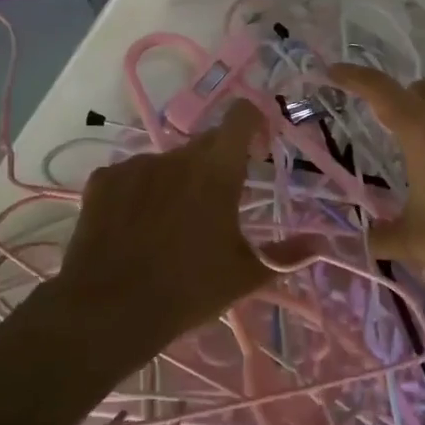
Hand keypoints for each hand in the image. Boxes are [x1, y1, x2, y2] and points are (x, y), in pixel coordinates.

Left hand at [51, 101, 275, 356]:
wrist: (109, 309)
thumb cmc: (188, 289)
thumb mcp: (245, 275)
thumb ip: (286, 254)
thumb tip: (321, 243)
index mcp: (217, 171)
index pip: (241, 116)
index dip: (254, 122)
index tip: (259, 146)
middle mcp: (177, 157)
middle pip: (205, 143)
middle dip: (217, 163)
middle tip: (218, 204)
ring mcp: (135, 165)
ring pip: (167, 162)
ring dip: (177, 180)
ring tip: (171, 223)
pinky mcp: (103, 181)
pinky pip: (131, 175)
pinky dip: (140, 191)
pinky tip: (135, 225)